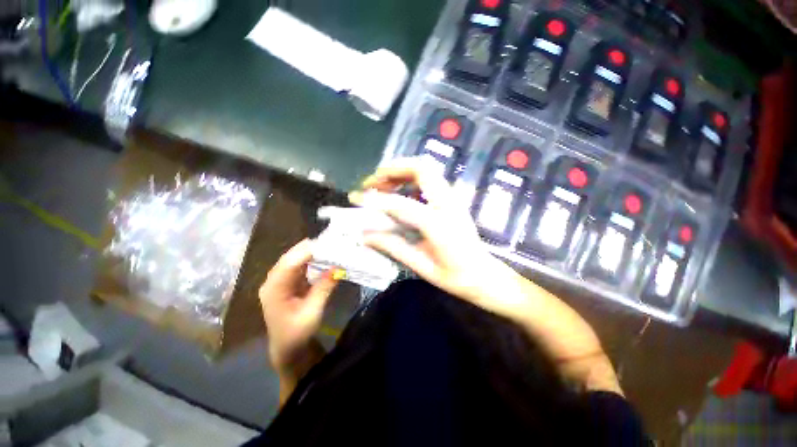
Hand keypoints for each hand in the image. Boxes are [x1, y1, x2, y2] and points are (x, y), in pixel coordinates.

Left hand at [259, 239, 338, 377]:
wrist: (287, 348)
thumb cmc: (297, 334)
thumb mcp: (313, 312)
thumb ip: (324, 288)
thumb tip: (337, 267)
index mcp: (274, 289)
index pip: (290, 263)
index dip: (308, 252)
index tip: (329, 244)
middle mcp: (273, 281)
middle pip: (291, 256)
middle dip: (311, 248)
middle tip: (334, 242)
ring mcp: (279, 280)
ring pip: (295, 258)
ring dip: (313, 252)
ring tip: (331, 247)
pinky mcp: (287, 282)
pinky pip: (299, 265)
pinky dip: (312, 259)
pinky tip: (324, 257)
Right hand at [348, 158, 526, 317]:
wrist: (484, 275)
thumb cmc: (455, 276)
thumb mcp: (422, 267)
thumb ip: (393, 247)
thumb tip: (365, 235)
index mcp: (439, 224)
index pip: (400, 204)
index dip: (375, 199)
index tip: (356, 197)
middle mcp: (447, 203)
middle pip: (420, 168)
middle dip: (392, 169)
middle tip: (373, 182)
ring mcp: (453, 198)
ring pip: (426, 168)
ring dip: (401, 171)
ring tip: (383, 185)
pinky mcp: (453, 199)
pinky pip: (430, 178)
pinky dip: (410, 178)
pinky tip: (400, 192)